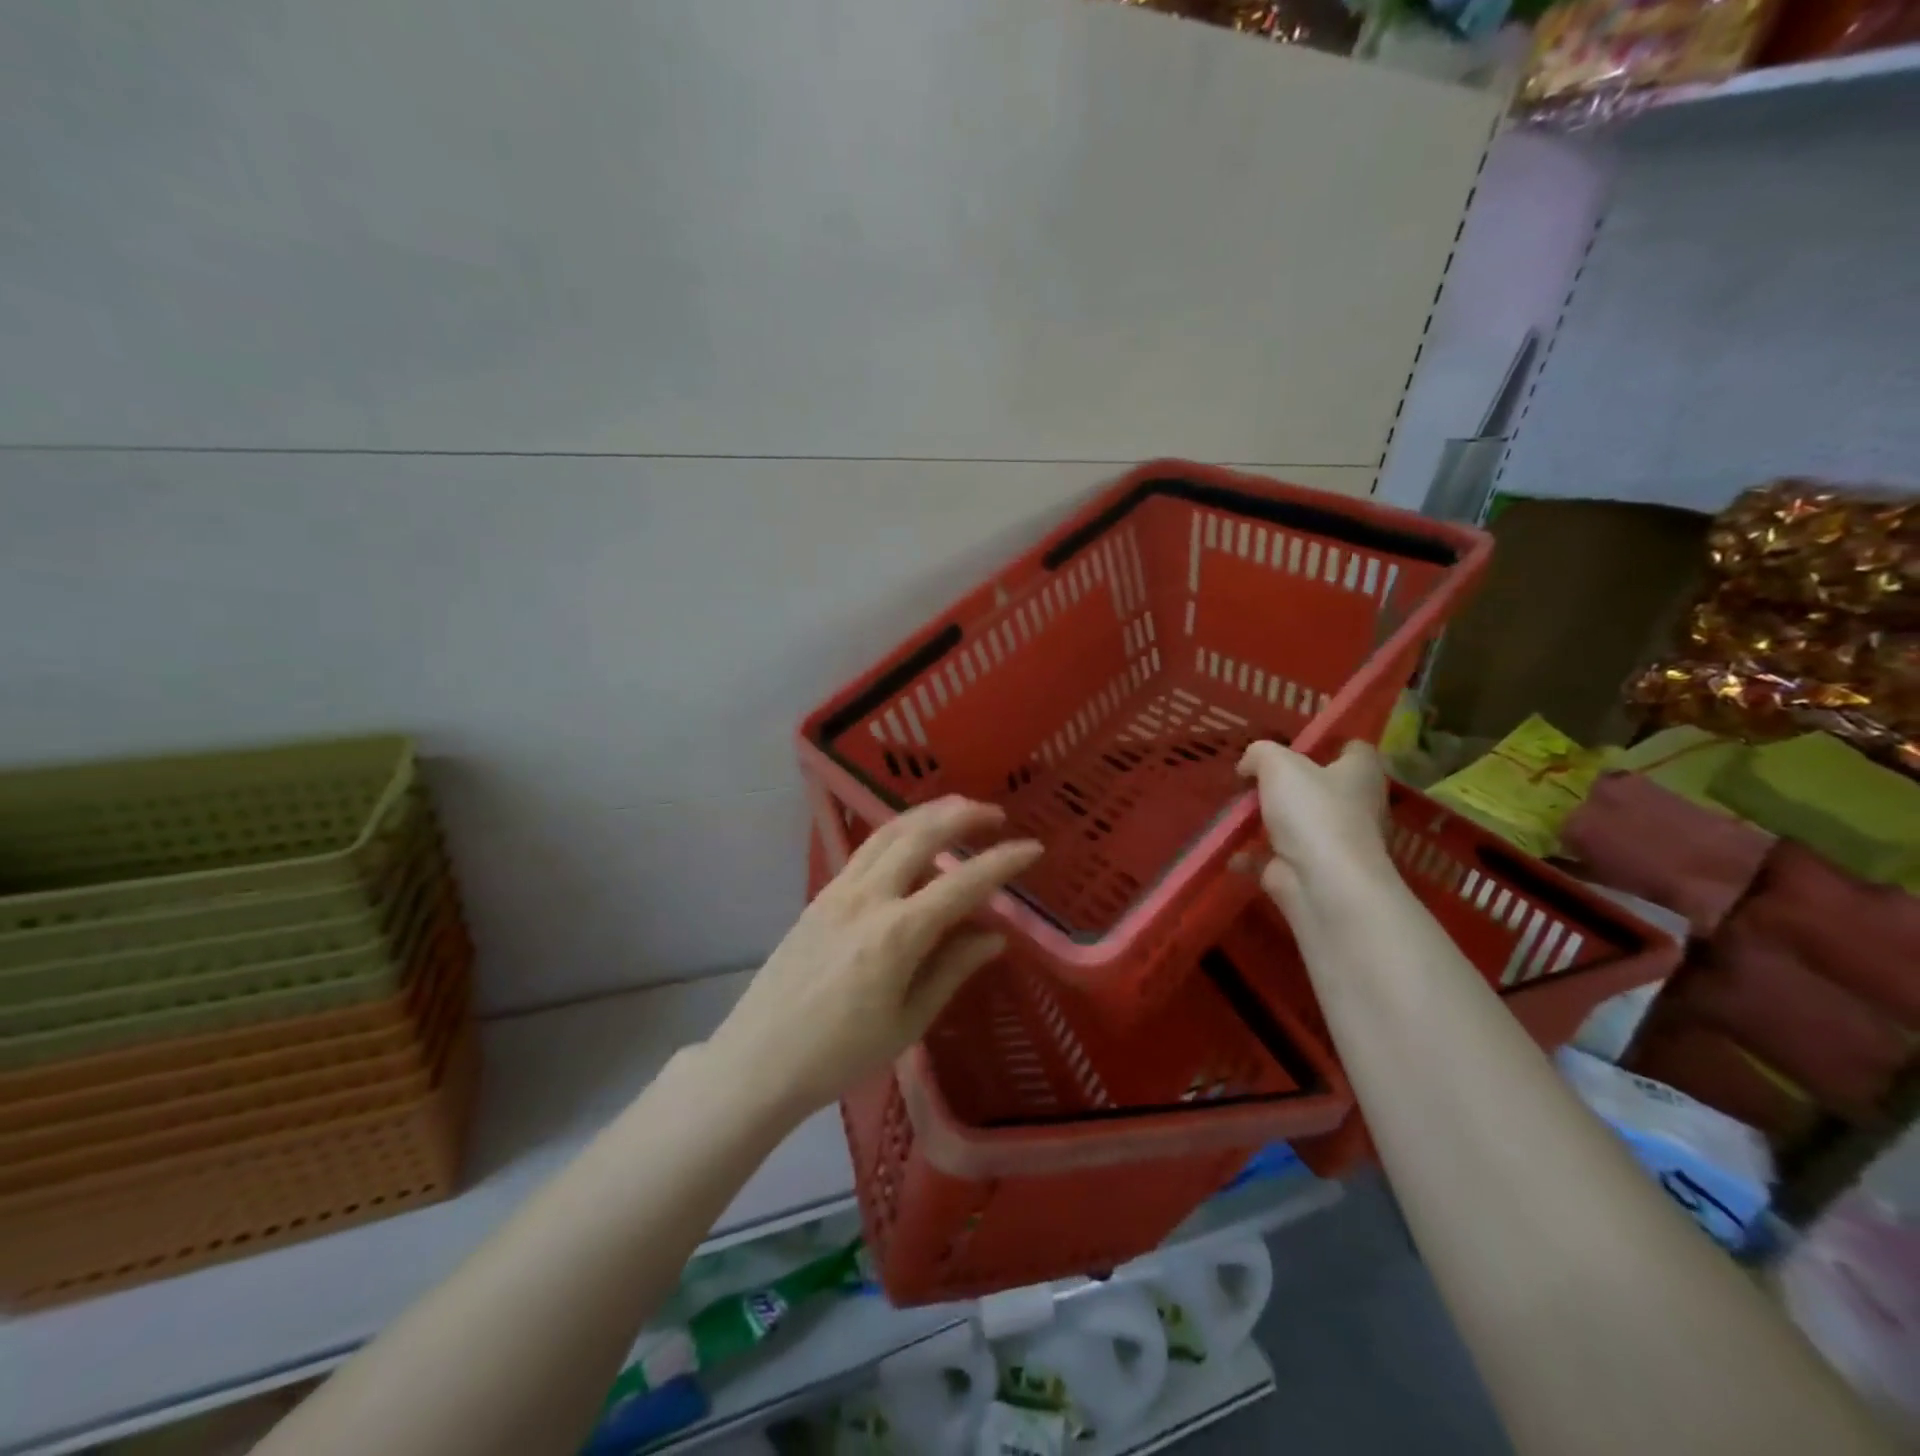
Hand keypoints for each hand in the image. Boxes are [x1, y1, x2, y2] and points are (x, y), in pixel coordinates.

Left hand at [711, 797, 1041, 1117]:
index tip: (1032, 848)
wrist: (758, 1060)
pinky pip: (865, 850)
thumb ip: (952, 970)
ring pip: (887, 832)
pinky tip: (910, 839)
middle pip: (920, 836)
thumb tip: (994, 935)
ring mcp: (838, 891)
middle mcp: (867, 898)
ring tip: (957, 807)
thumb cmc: (840, 1055)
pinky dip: (896, 832)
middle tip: (995, 813)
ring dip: (927, 813)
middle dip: (962, 815)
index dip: (1002, 862)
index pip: (962, 883)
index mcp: (896, 934)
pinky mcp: (820, 895)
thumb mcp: (908, 1022)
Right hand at [1236, 740, 1390, 910]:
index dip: (1328, 744)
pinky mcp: (1308, 870)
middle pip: (1320, 787)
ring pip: (1296, 823)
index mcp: (1360, 774)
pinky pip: (1273, 857)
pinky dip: (1251, 855)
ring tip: (1233, 810)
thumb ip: (1259, 754)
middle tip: (1253, 778)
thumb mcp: (1278, 764)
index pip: (1354, 750)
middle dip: (1287, 784)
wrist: (1322, 884)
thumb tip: (1248, 766)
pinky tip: (1230, 849)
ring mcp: (1331, 842)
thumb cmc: (1312, 811)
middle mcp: (1354, 806)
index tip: (1295, 745)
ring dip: (1266, 819)